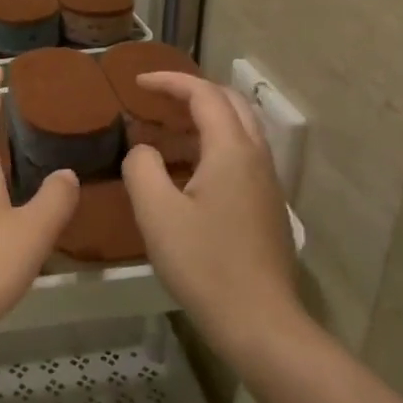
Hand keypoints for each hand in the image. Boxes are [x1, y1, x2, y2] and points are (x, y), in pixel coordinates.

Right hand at [121, 73, 301, 354]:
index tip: (136, 84)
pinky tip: (188, 170)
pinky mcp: (267, 206)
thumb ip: (142, 168)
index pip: (203, 94)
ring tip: (167, 130)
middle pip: (230, 103)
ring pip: (239, 129)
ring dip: (204, 118)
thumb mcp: (156, 213)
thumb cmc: (204, 264)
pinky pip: (241, 155)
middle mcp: (256, 157)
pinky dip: (213, 144)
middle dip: (192, 92)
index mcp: (232, 150)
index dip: (169, 82)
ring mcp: (267, 182)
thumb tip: (144, 150)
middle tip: (156, 99)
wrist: (260, 321)